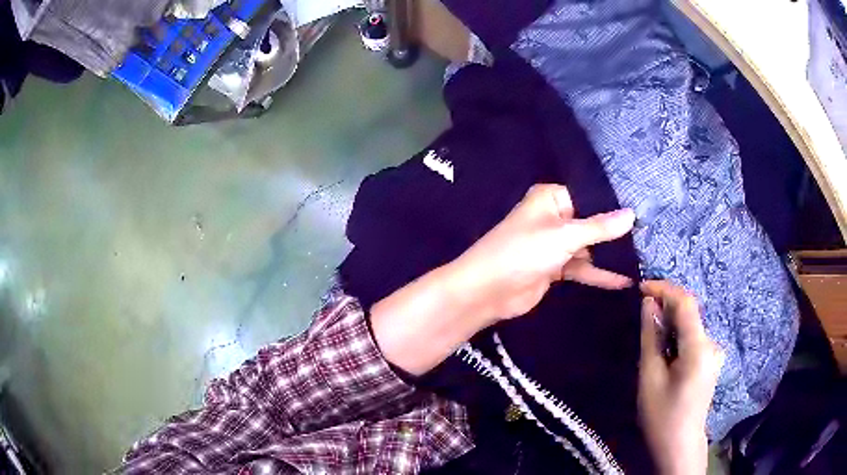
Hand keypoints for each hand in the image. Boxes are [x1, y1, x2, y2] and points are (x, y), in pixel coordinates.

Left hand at [448, 184, 635, 322]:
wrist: (488, 291)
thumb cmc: (524, 252)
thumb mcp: (565, 235)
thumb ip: (600, 227)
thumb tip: (632, 214)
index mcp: (552, 198)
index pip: (590, 195)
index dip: (615, 203)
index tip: (646, 208)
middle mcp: (555, 217)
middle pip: (592, 222)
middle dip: (618, 230)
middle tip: (652, 233)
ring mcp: (555, 244)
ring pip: (589, 247)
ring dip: (611, 254)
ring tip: (645, 256)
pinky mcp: (555, 268)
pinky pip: (583, 267)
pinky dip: (600, 274)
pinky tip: (625, 280)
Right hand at [638, 281, 723, 474]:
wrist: (680, 445)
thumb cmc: (661, 416)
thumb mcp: (650, 377)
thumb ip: (651, 337)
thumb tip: (649, 303)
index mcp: (699, 348)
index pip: (686, 303)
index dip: (664, 289)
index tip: (641, 287)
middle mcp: (712, 344)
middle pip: (689, 313)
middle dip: (665, 307)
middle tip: (642, 315)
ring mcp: (714, 352)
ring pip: (690, 326)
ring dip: (670, 323)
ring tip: (651, 338)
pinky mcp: (711, 359)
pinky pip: (693, 337)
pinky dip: (677, 336)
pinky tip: (665, 352)